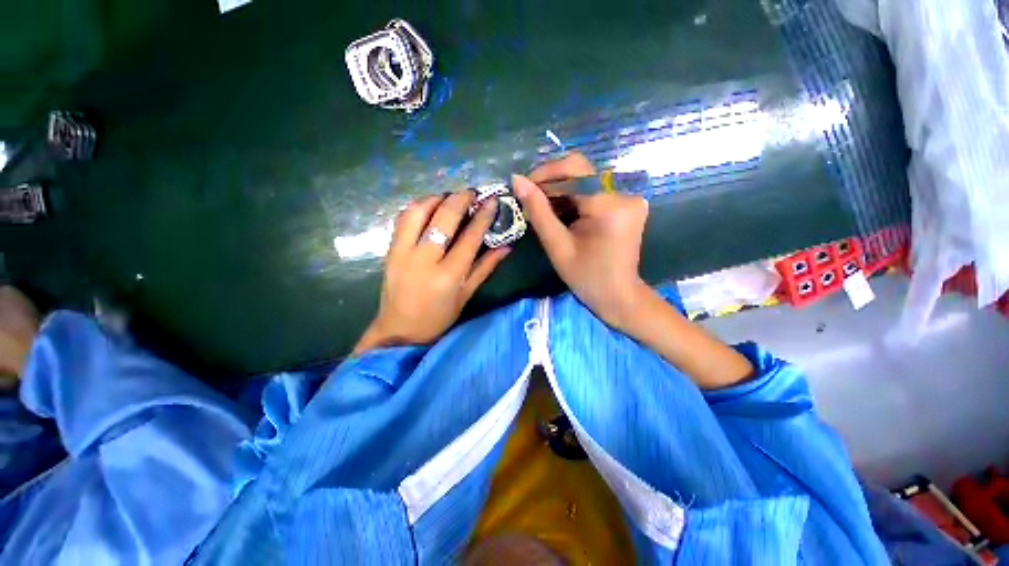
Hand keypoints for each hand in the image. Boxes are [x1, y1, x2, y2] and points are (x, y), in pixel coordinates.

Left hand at [353, 191, 510, 353]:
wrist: (399, 330)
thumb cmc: (438, 317)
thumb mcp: (466, 294)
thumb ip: (486, 267)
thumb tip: (506, 246)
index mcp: (448, 275)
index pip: (469, 238)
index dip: (483, 217)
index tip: (492, 201)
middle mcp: (424, 260)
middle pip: (443, 219)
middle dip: (460, 200)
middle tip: (471, 193)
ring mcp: (402, 253)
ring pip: (417, 212)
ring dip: (435, 198)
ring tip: (449, 197)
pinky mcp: (389, 250)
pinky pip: (402, 219)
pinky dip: (417, 208)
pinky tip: (429, 207)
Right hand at [512, 154, 650, 329]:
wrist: (618, 295)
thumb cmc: (586, 277)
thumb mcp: (557, 246)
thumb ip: (538, 211)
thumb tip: (517, 179)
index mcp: (608, 205)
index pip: (573, 170)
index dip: (545, 174)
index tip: (523, 187)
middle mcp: (624, 194)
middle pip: (581, 172)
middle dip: (552, 183)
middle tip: (531, 200)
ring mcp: (629, 197)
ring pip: (586, 180)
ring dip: (562, 191)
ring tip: (544, 209)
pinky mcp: (627, 203)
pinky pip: (595, 190)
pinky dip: (575, 198)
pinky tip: (563, 213)